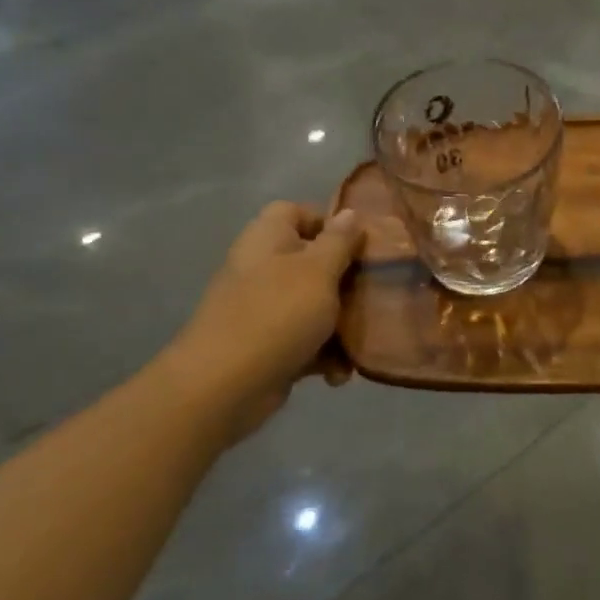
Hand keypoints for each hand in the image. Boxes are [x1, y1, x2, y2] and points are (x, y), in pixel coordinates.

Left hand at [159, 202, 364, 446]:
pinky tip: (338, 373)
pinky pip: (305, 340)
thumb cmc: (277, 315)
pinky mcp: (268, 346)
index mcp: (268, 239)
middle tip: (376, 292)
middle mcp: (263, 268)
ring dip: (341, 323)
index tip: (361, 245)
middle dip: (347, 280)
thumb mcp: (318, 271)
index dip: (329, 223)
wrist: (223, 387)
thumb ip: (339, 241)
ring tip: (363, 340)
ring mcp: (263, 309)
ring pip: (315, 304)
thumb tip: (351, 212)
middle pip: (313, 261)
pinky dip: (323, 354)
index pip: (296, 212)